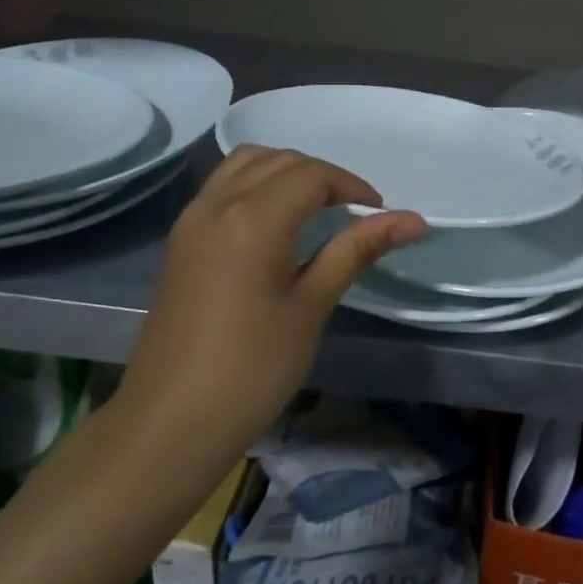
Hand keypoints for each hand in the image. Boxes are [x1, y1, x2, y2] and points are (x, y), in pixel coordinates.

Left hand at [121, 147, 426, 444]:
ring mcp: (192, 219)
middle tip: (354, 215)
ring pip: (246, 164)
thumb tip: (413, 219)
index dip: (352, 187)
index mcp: (254, 218)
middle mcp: (218, 203)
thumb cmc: (252, 368)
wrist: (169, 422)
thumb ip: (357, 250)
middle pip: (280, 161)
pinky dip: (256, 184)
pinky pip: (223, 186)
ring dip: (286, 172)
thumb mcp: (312, 306)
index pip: (313, 175)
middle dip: (323, 177)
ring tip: (315, 211)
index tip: (378, 217)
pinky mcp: (181, 239)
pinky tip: (274, 224)